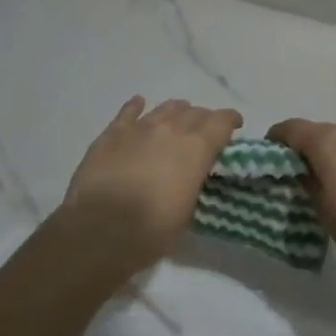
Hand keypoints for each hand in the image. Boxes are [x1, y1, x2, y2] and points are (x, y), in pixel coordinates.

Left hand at [57, 97, 241, 275]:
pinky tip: (139, 104)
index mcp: (196, 148)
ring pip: (165, 108)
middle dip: (203, 119)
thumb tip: (190, 175)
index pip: (222, 121)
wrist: (100, 230)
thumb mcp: (187, 211)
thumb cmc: (151, 231)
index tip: (235, 125)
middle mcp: (171, 129)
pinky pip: (128, 112)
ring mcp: (139, 128)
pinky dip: (136, 107)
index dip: (230, 120)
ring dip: (175, 112)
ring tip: (177, 119)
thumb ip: (193, 182)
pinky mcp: (112, 134)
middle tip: (204, 131)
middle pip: (194, 112)